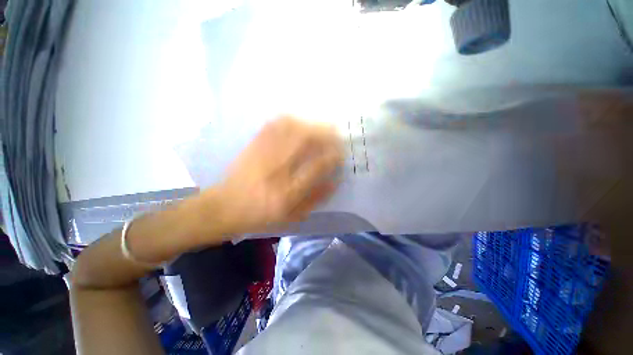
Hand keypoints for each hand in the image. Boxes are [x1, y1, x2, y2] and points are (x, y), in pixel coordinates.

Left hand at [210, 116, 343, 233]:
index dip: (333, 157)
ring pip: (291, 129)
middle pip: (305, 141)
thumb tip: (335, 181)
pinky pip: (272, 126)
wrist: (224, 207)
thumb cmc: (261, 216)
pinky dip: (288, 120)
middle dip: (325, 133)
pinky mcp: (252, 146)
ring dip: (310, 124)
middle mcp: (277, 170)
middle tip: (336, 133)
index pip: (317, 167)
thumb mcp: (292, 216)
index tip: (341, 153)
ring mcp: (263, 155)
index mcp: (288, 192)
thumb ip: (315, 199)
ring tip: (320, 126)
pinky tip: (297, 121)